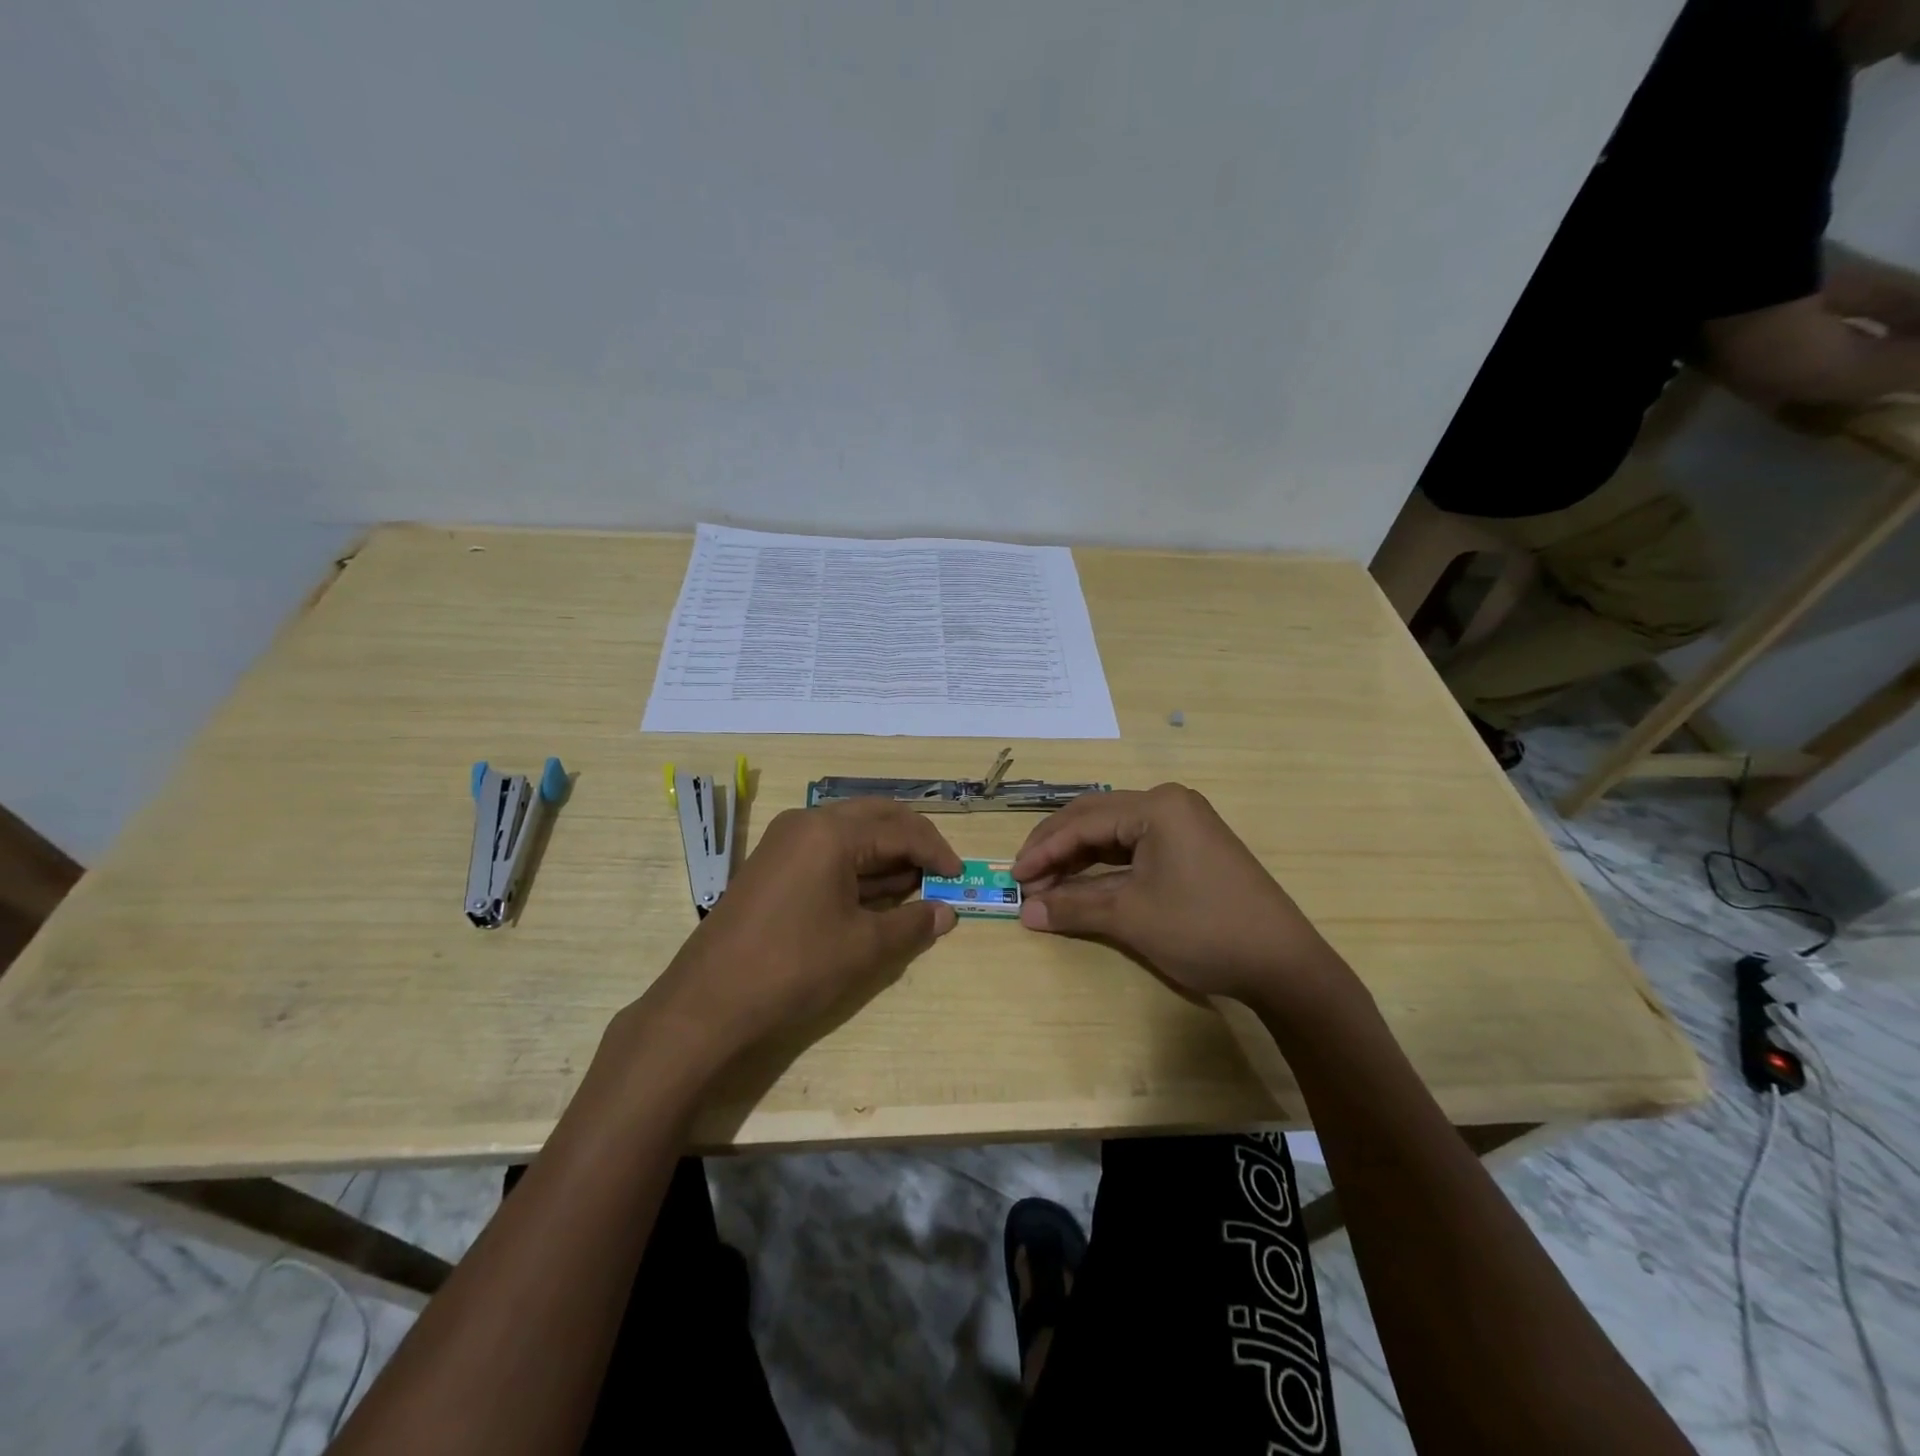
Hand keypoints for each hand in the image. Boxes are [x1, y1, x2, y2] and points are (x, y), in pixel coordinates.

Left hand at [638, 800, 963, 1065]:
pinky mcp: (772, 867)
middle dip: (912, 843)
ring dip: (885, 856)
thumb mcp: (863, 947)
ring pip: (850, 835)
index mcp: (831, 832)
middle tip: (940, 872)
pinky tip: (876, 896)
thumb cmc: (793, 968)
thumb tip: (946, 913)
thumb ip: (912, 924)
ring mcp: (784, 843)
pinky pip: (827, 854)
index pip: (900, 829)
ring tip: (915, 888)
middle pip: (875, 818)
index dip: (936, 852)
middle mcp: (806, 824)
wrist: (707, 1005)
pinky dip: (857, 869)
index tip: (960, 878)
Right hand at [1013, 784, 1348, 1008]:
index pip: (1082, 821)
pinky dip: (1105, 868)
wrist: (1283, 965)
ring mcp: (1184, 824)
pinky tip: (1084, 885)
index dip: (1043, 850)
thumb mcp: (1131, 917)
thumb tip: (1025, 912)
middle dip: (1056, 850)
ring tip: (1047, 886)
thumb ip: (1073, 908)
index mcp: (1156, 806)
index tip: (1014, 878)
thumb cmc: (1203, 930)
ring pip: (1114, 834)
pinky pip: (1135, 848)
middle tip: (1025, 880)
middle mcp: (1169, 804)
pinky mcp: (1192, 848)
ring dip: (1078, 859)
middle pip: (1095, 819)